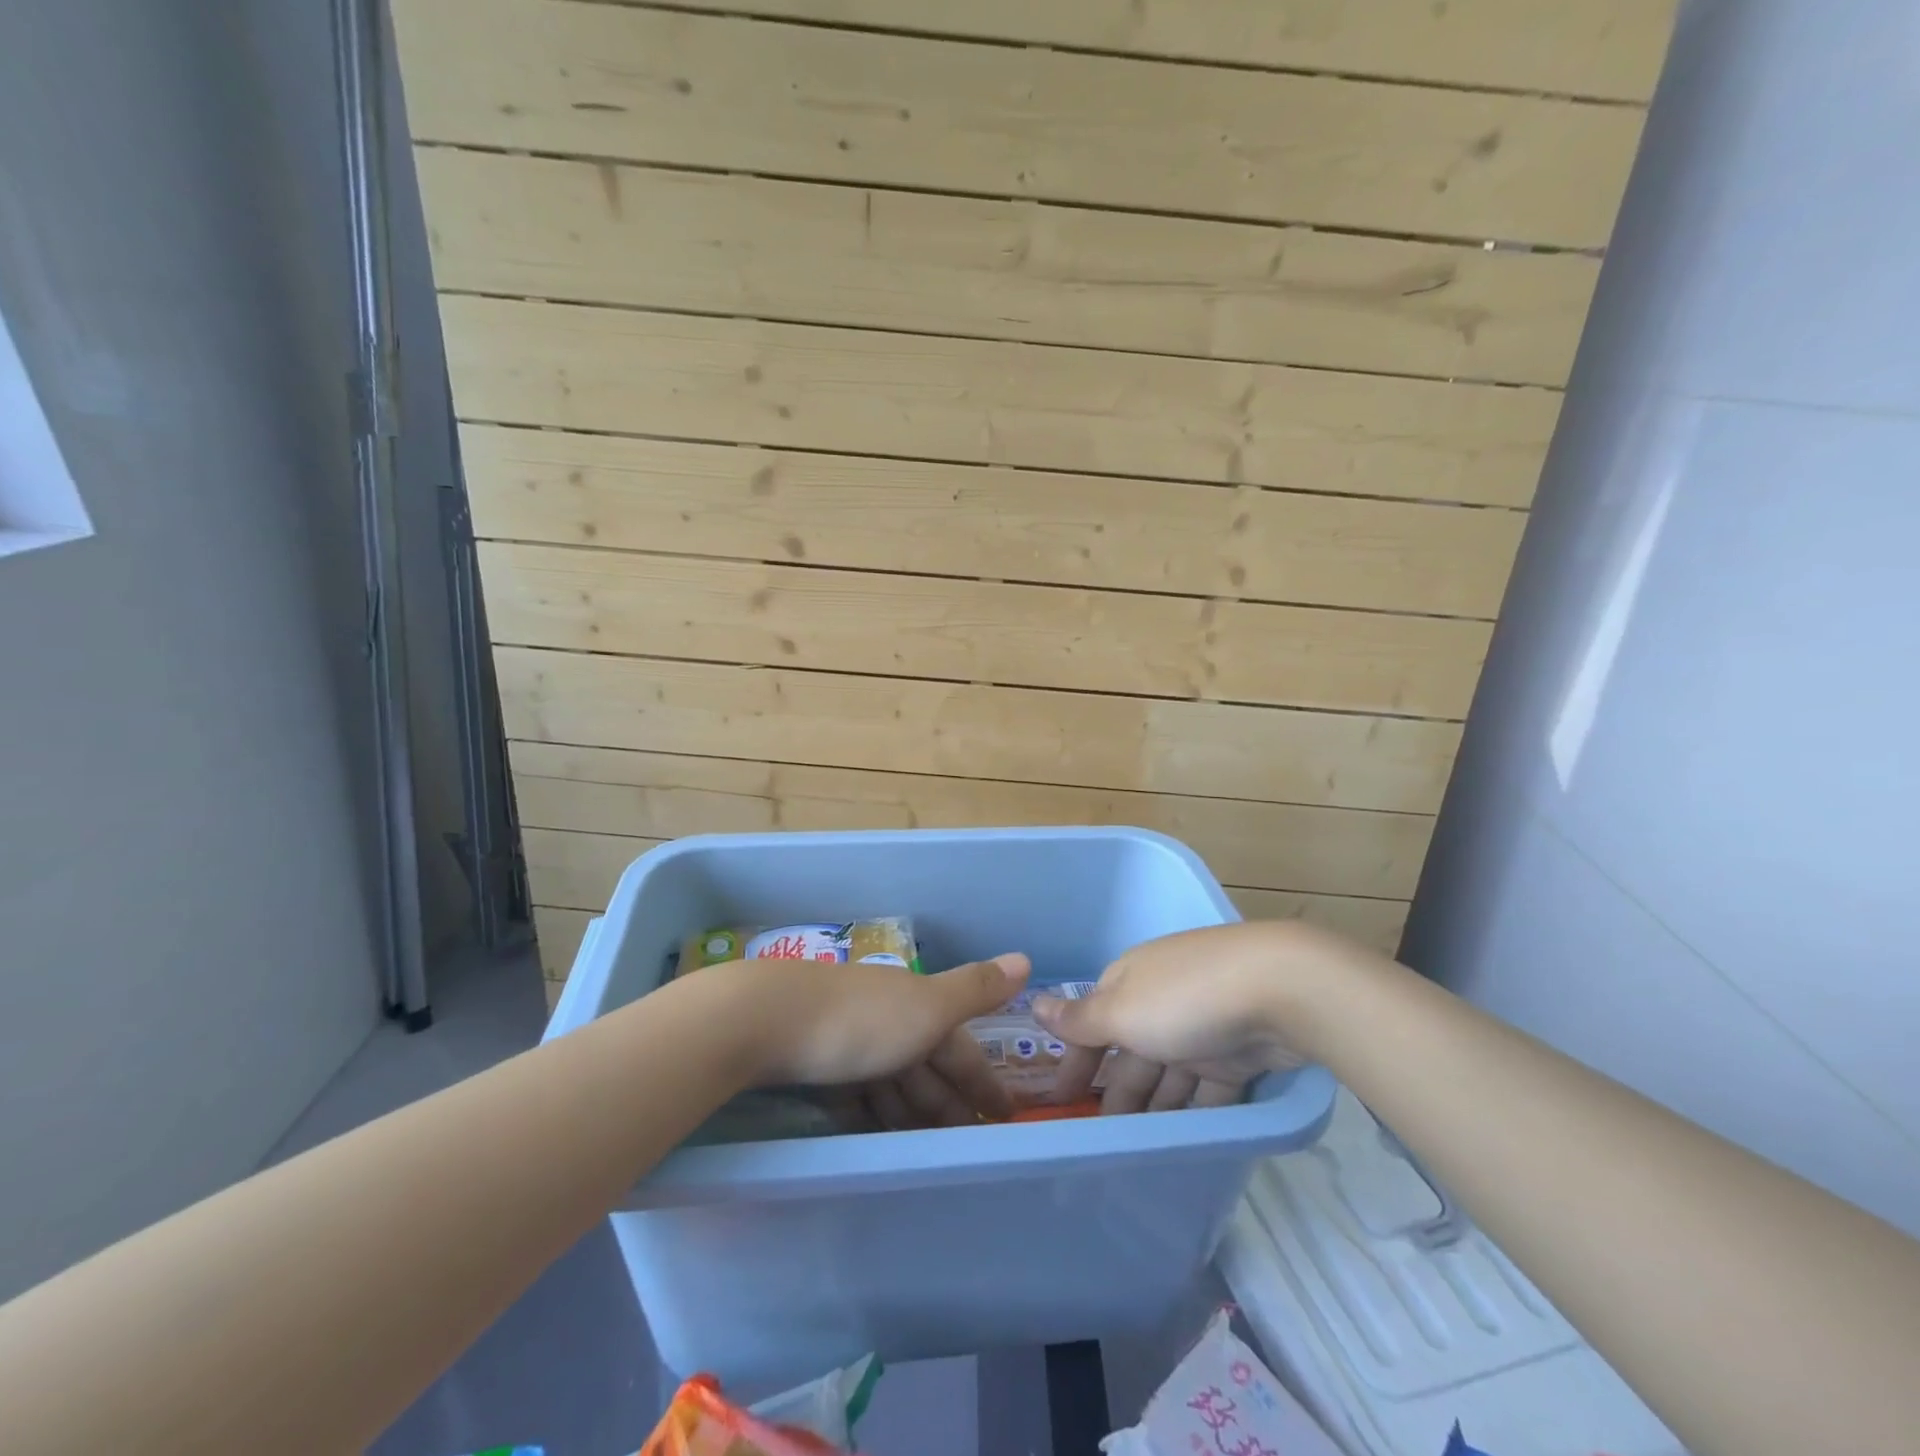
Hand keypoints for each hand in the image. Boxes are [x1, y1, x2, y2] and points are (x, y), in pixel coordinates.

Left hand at [731, 952, 1030, 1126]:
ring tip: (931, 1153)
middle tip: (971, 1146)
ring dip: (913, 1113)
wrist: (765, 1019)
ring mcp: (847, 1040)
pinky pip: (856, 1095)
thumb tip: (1027, 958)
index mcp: (916, 1005)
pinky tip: (876, 1138)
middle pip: (926, 1066)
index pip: (959, 1047)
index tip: (1004, 1115)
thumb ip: (976, 989)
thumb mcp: (928, 1006)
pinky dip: (872, 1115)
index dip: (983, 1079)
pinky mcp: (814, 1063)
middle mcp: (885, 1017)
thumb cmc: (859, 1019)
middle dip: (950, 1102)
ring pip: (892, 1082)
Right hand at [1033, 921, 1357, 1113]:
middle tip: (1099, 1142)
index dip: (1076, 1062)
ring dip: (1153, 1107)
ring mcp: (1201, 1024)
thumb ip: (1079, 1018)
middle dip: (1115, 1093)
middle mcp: (1161, 999)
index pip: (1092, 1024)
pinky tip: (1182, 1143)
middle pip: (1130, 1051)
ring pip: (1169, 1073)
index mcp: (1129, 981)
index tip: (1061, 1102)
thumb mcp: (1122, 1011)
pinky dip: (1194, 1112)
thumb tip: (1034, 1002)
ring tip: (1136, 1152)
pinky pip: (1207, 1088)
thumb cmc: (1184, 998)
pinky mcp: (1238, 1051)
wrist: (1279, 989)